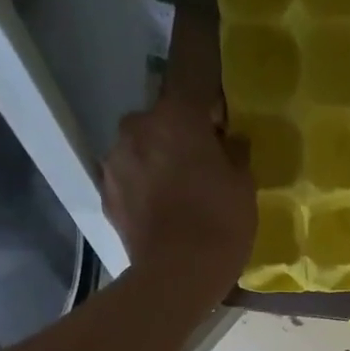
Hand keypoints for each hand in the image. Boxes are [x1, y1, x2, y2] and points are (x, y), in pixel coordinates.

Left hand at [96, 91, 254, 300]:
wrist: (176, 276)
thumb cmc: (219, 222)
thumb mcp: (243, 184)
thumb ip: (233, 152)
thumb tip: (228, 140)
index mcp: (176, 116)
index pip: (190, 74)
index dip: (205, 84)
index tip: (219, 102)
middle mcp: (137, 126)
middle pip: (162, 118)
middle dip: (180, 132)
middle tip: (204, 160)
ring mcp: (115, 160)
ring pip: (142, 146)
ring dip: (158, 158)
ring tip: (181, 189)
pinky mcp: (106, 192)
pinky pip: (130, 176)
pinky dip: (144, 184)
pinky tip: (162, 209)